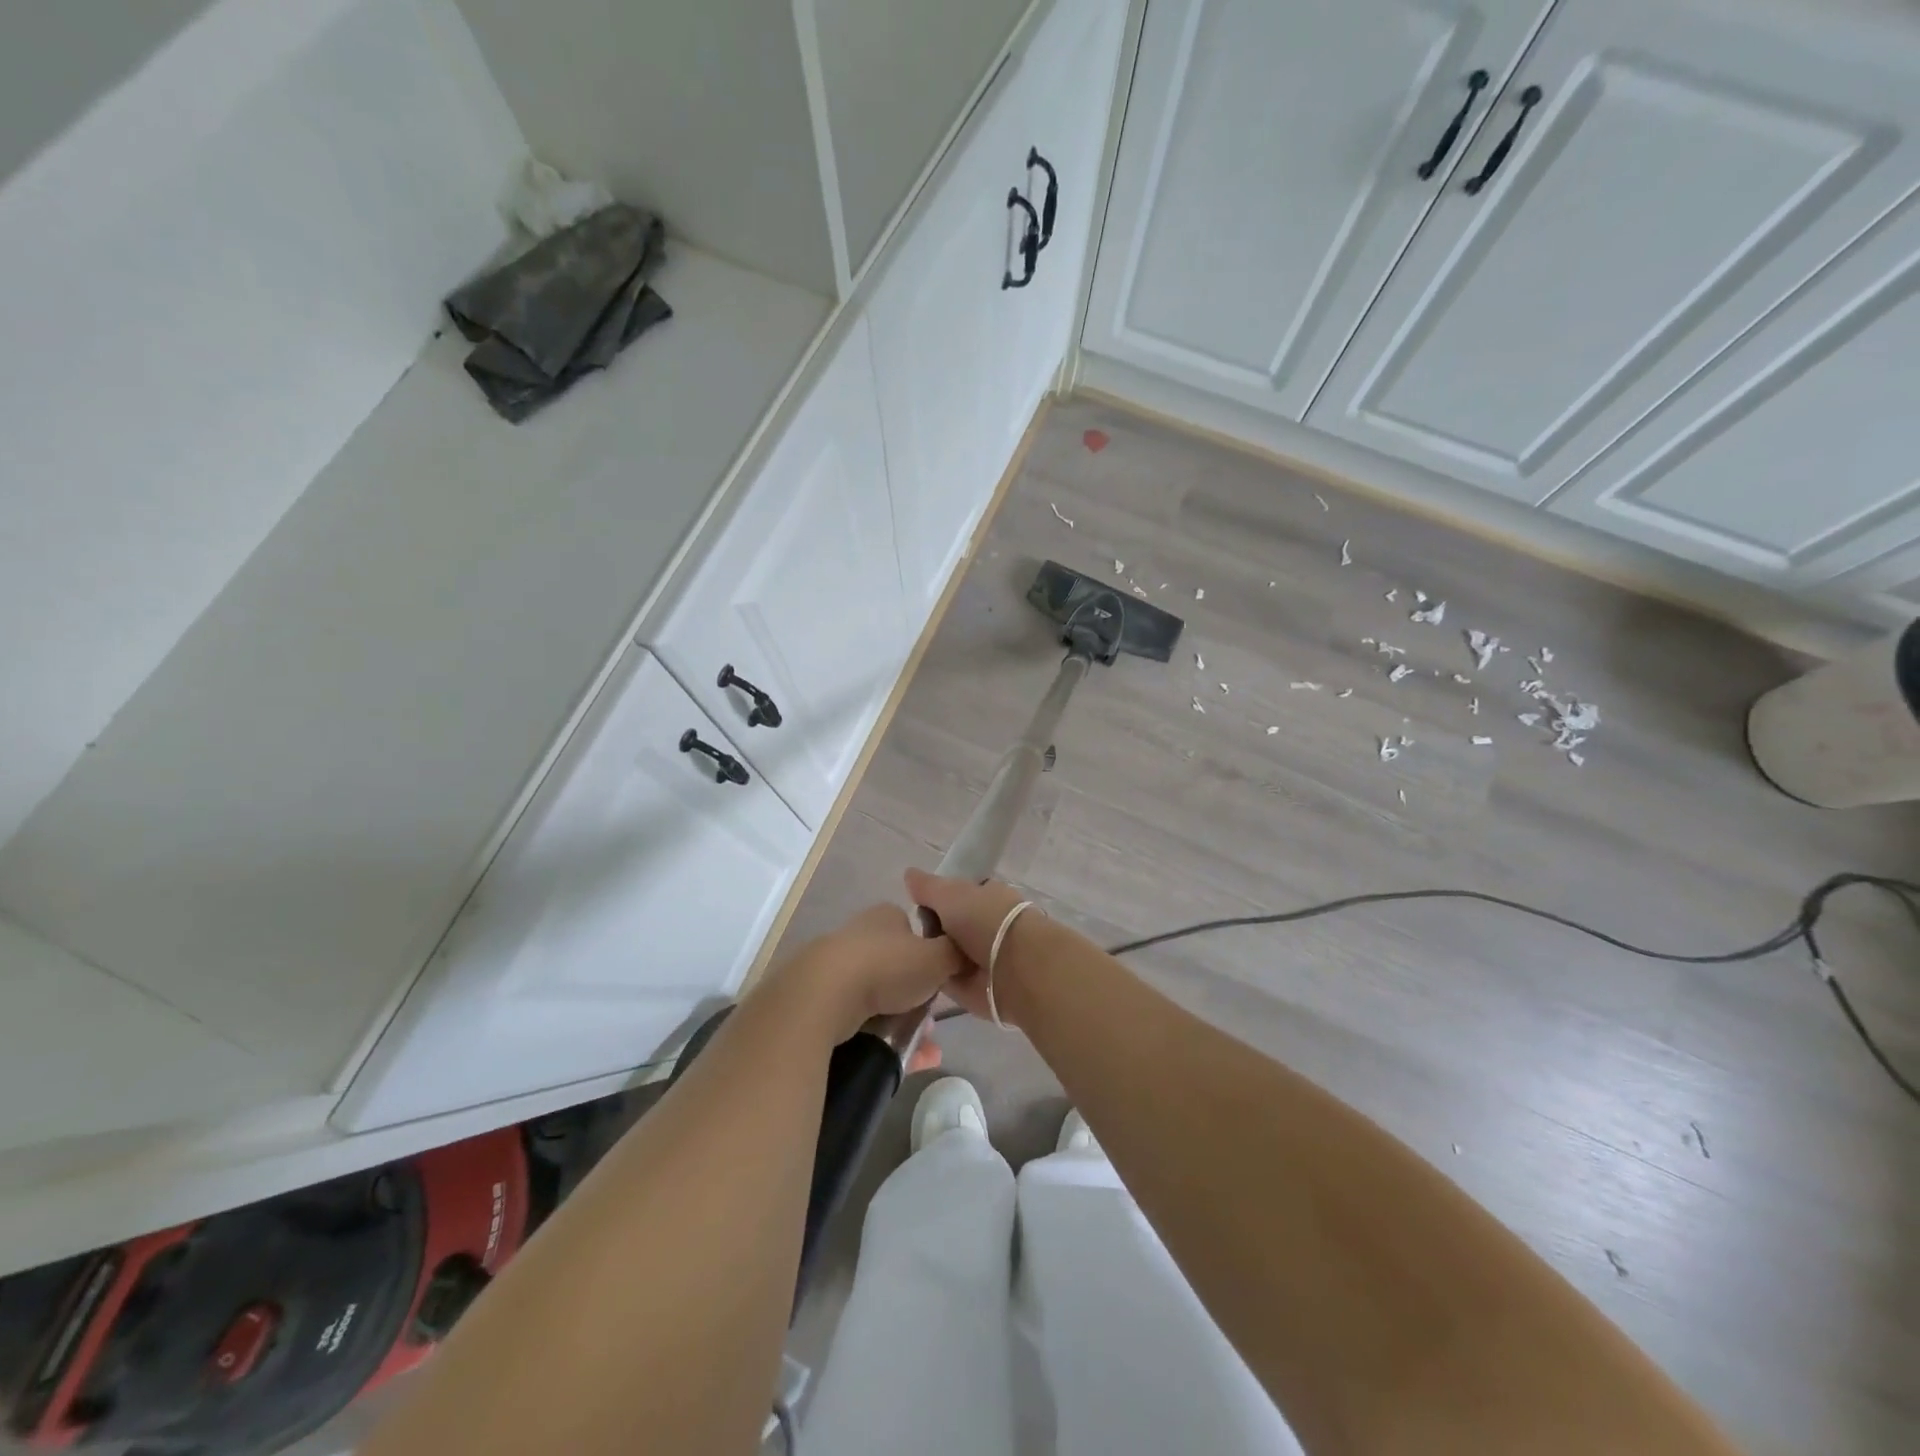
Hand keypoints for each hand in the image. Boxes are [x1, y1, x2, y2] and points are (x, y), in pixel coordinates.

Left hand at [766, 903, 966, 1042]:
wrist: (824, 995)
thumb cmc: (887, 966)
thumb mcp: (939, 956)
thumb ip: (957, 953)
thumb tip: (967, 953)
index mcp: (886, 916)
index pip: (915, 931)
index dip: (933, 957)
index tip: (943, 982)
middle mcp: (860, 935)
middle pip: (898, 968)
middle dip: (918, 997)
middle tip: (932, 1022)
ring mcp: (836, 968)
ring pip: (879, 998)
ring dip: (902, 1023)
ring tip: (922, 1050)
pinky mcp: (820, 1000)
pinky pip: (858, 1022)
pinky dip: (880, 1039)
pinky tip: (898, 1061)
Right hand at [903, 869, 1030, 1022]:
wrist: (1014, 969)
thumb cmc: (985, 920)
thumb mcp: (950, 894)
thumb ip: (928, 887)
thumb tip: (909, 874)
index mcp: (986, 897)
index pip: (956, 896)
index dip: (935, 900)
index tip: (916, 906)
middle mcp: (985, 925)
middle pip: (948, 925)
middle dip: (931, 930)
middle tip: (909, 934)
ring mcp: (981, 957)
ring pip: (945, 952)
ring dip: (931, 955)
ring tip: (908, 956)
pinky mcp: (975, 987)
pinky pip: (946, 978)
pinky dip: (934, 977)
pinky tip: (915, 975)